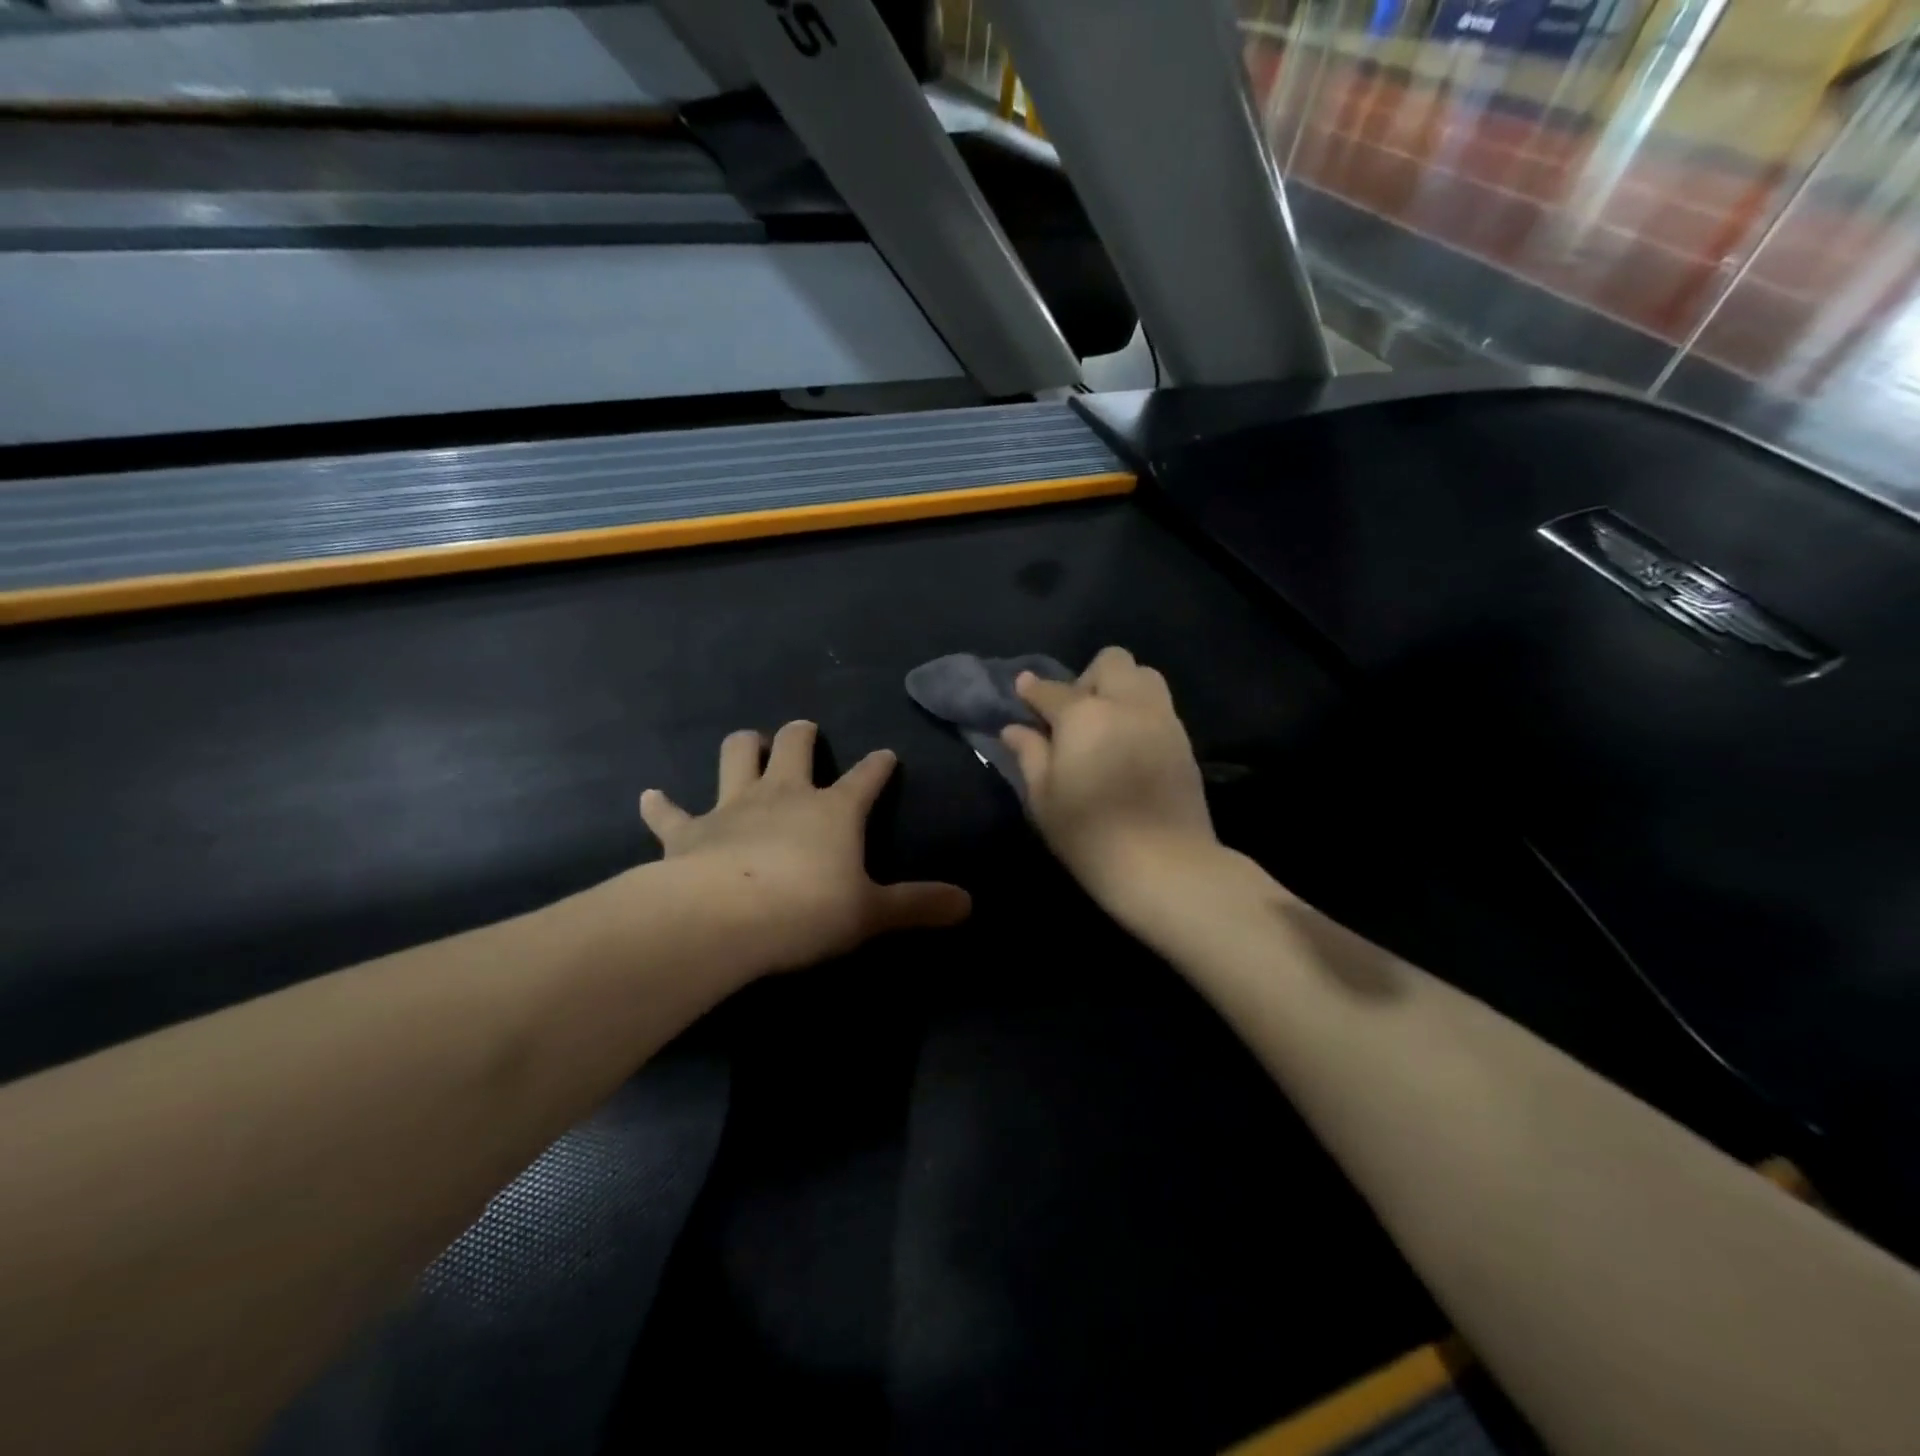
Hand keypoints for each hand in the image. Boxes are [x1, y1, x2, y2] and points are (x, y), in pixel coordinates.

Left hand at [638, 721, 970, 973]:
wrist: (724, 918)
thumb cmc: (807, 910)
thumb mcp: (871, 913)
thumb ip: (919, 905)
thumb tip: (969, 904)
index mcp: (833, 810)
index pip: (865, 778)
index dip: (878, 766)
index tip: (886, 755)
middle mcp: (784, 795)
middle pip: (795, 745)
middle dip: (802, 734)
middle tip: (805, 732)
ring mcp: (733, 807)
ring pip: (737, 756)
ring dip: (744, 747)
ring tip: (750, 743)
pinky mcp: (688, 831)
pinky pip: (670, 812)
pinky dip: (661, 805)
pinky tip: (651, 796)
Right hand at [1001, 647, 1218, 905]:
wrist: (1165, 865)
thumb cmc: (1090, 834)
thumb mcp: (1044, 798)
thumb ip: (1030, 755)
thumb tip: (1015, 728)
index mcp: (1084, 715)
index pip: (1051, 690)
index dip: (1033, 690)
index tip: (1023, 692)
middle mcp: (1126, 704)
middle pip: (1111, 661)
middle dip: (1088, 678)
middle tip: (1075, 716)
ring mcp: (1162, 719)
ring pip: (1144, 675)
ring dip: (1121, 687)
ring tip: (1107, 725)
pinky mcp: (1184, 741)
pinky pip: (1160, 706)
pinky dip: (1141, 711)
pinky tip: (1130, 744)